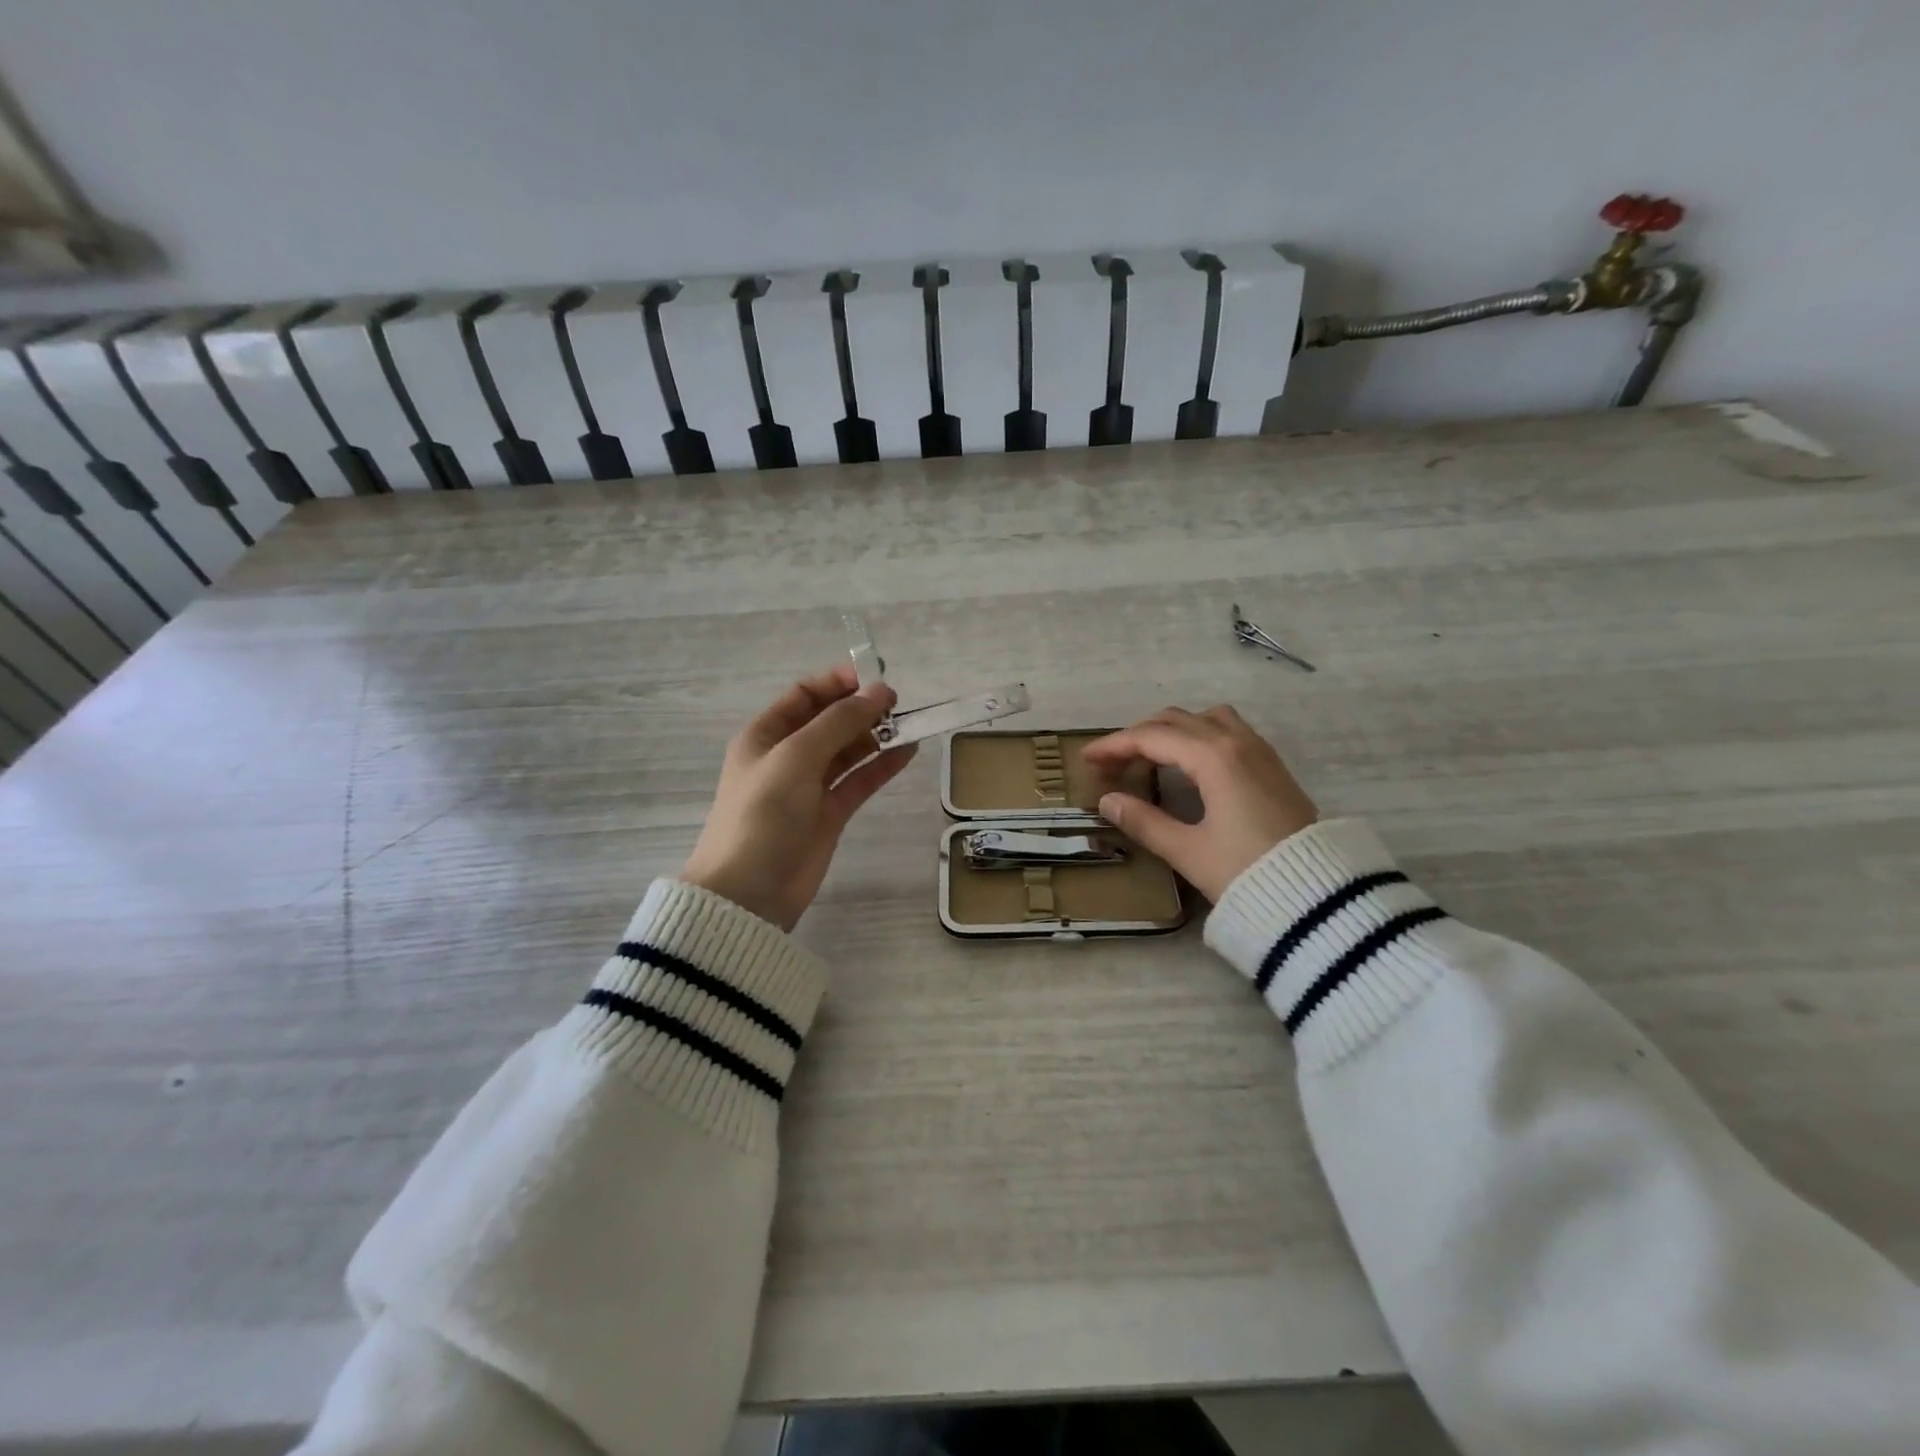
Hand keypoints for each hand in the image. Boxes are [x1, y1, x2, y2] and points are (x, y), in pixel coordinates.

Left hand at [680, 664, 916, 929]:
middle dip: (860, 709)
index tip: (874, 678)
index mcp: (765, 735)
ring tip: (909, 725)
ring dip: (875, 736)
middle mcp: (787, 756)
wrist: (749, 892)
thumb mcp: (796, 757)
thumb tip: (879, 691)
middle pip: (828, 721)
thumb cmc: (762, 814)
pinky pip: (859, 781)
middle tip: (897, 704)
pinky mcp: (829, 814)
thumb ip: (839, 722)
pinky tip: (908, 752)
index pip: (804, 695)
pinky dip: (881, 766)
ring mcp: (809, 786)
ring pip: (847, 751)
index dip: (836, 683)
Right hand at [1082, 705, 1317, 902]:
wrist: (1319, 895)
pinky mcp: (1272, 766)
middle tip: (1111, 764)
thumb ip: (1144, 822)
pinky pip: (1226, 730)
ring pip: (1205, 719)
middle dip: (1138, 736)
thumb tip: (1108, 801)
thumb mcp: (1188, 851)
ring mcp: (1259, 751)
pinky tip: (1188, 764)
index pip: (1152, 737)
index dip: (1114, 745)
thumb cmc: (1247, 872)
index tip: (1087, 759)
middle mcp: (1237, 742)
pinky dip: (1196, 736)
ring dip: (1171, 730)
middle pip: (1176, 721)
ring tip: (1148, 757)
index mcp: (1213, 757)